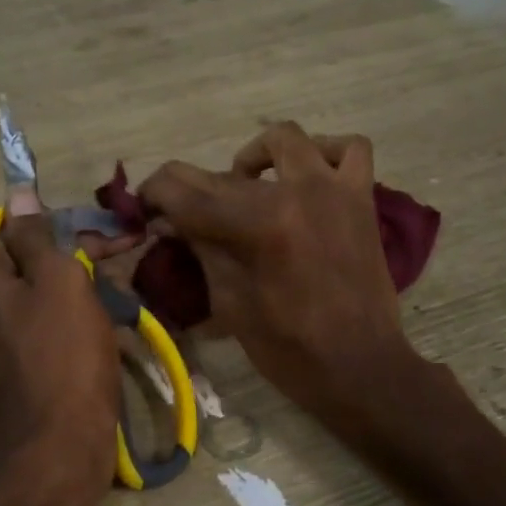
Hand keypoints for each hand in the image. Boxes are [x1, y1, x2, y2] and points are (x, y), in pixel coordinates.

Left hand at [0, 206, 119, 497]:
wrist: (58, 444)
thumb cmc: (65, 354)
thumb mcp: (60, 280)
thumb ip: (36, 234)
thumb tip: (18, 192)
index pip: (13, 236)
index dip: (59, 242)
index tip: (100, 252)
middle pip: (13, 273)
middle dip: (59, 273)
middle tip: (106, 284)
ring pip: (17, 307)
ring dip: (56, 304)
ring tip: (100, 317)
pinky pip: (15, 339)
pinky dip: (44, 335)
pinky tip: (78, 345)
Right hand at [139, 123, 419, 420]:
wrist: (360, 366)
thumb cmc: (289, 349)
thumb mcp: (230, 302)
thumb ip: (202, 251)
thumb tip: (168, 221)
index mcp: (257, 225)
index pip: (185, 191)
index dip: (154, 194)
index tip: (142, 205)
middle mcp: (295, 192)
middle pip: (224, 172)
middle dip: (192, 189)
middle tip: (182, 214)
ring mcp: (334, 189)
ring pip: (286, 138)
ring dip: (256, 156)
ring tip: (247, 185)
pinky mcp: (362, 198)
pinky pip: (351, 149)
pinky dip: (325, 152)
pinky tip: (307, 177)